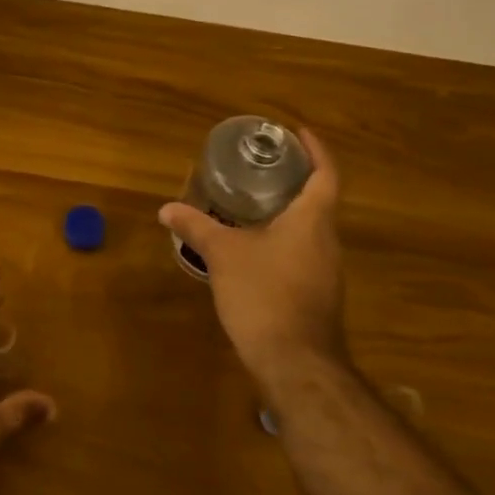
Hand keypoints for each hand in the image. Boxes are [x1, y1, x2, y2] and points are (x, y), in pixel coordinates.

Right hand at [158, 128, 348, 394]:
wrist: (294, 361)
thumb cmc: (264, 294)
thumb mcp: (223, 254)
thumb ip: (196, 227)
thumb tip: (166, 208)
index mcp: (312, 219)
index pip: (326, 173)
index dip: (316, 150)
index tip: (298, 133)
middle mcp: (328, 240)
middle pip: (319, 200)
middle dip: (296, 180)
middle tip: (264, 166)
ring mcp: (327, 271)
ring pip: (311, 229)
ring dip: (289, 212)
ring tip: (255, 202)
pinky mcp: (318, 294)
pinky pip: (304, 254)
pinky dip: (285, 240)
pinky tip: (256, 248)